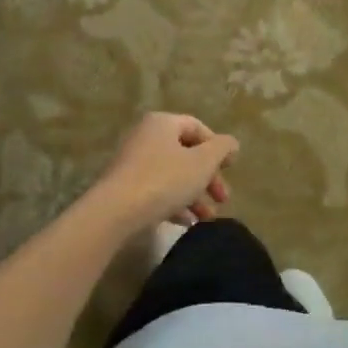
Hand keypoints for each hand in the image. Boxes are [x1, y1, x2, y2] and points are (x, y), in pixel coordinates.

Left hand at [94, 113, 238, 230]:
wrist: (115, 211)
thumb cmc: (164, 180)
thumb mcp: (202, 163)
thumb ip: (222, 149)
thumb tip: (231, 143)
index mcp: (163, 124)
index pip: (197, 128)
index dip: (217, 147)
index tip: (230, 169)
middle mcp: (145, 137)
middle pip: (186, 154)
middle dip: (208, 178)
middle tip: (223, 199)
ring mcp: (132, 163)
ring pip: (173, 175)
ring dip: (194, 195)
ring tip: (207, 218)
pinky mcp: (125, 187)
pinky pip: (156, 190)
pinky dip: (174, 203)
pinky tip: (187, 223)